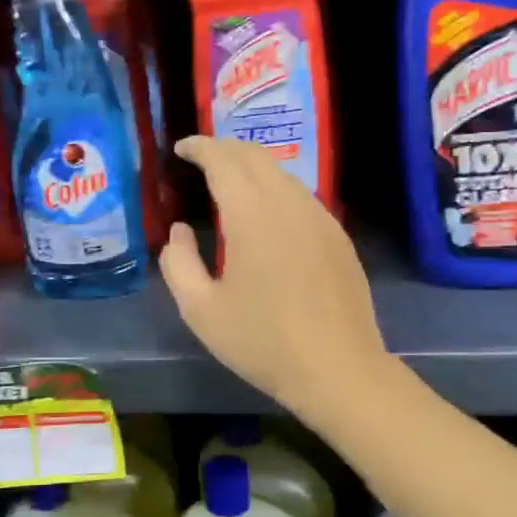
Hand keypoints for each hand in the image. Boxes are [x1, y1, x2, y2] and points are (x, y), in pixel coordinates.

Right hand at [159, 136, 390, 425]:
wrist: (338, 369)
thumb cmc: (263, 342)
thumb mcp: (201, 310)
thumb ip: (178, 262)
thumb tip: (179, 230)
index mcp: (252, 214)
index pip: (223, 160)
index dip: (200, 147)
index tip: (181, 148)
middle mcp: (289, 203)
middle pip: (255, 156)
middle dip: (224, 148)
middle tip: (200, 158)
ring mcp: (319, 217)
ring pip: (281, 173)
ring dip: (251, 167)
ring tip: (228, 182)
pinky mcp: (337, 235)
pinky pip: (300, 195)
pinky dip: (275, 188)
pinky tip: (266, 212)